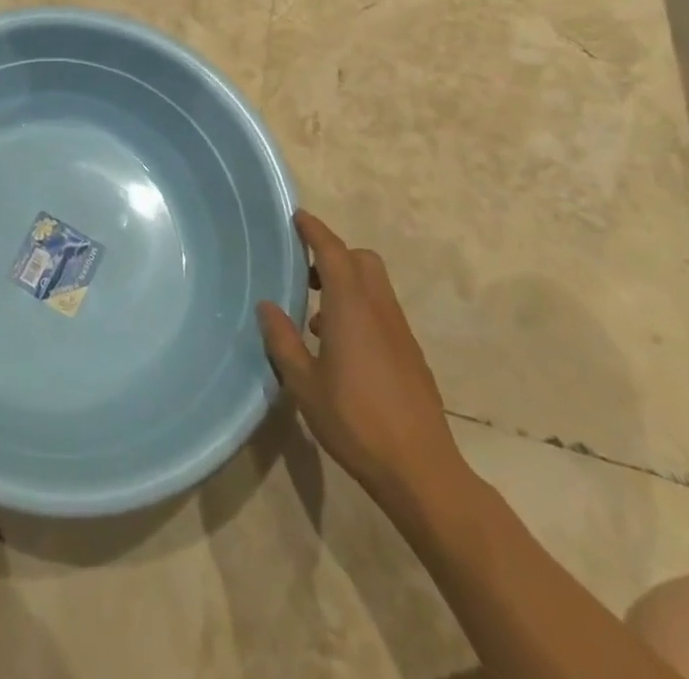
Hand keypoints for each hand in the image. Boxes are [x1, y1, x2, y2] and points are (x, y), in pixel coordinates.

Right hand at [257, 211, 465, 507]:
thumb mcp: (304, 383)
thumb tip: (267, 306)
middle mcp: (379, 310)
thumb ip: (283, 340)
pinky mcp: (411, 355)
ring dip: (347, 284)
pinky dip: (360, 309)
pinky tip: (341, 348)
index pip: (333, 252)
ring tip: (316, 316)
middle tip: (306, 270)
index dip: (315, 231)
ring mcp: (400, 332)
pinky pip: (382, 312)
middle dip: (335, 254)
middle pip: (362, 260)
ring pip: (375, 286)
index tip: (298, 217)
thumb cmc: (355, 422)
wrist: (421, 471)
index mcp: (351, 308)